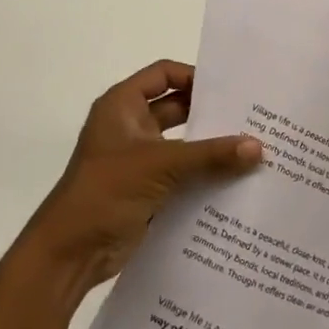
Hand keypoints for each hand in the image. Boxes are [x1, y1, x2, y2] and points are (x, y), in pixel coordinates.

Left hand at [17, 61, 261, 303]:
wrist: (70, 254)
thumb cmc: (106, 191)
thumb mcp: (161, 165)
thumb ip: (210, 155)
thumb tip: (258, 146)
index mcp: (122, 106)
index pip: (164, 74)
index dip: (195, 77)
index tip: (231, 90)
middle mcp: (130, 126)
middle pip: (177, 109)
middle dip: (211, 115)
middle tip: (253, 118)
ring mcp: (138, 160)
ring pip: (183, 144)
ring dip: (212, 148)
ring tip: (254, 149)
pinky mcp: (147, 189)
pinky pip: (183, 174)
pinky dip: (205, 176)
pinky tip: (237, 182)